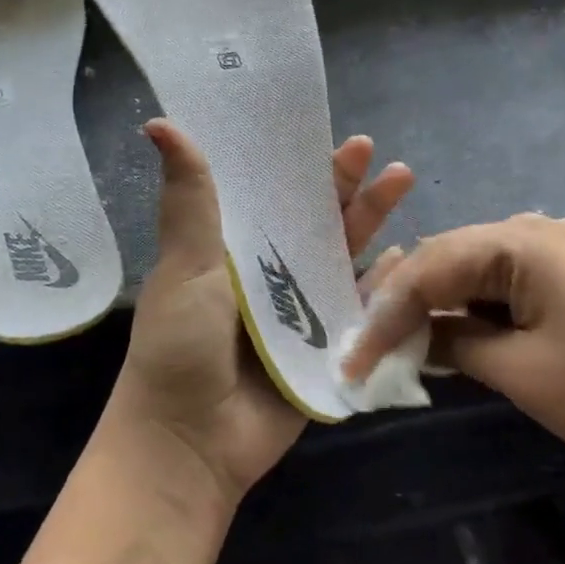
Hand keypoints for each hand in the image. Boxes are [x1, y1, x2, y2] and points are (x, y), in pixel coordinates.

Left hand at [104, 120, 413, 506]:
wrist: (192, 440)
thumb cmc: (181, 344)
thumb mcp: (185, 264)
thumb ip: (190, 198)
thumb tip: (159, 123)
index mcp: (232, 251)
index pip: (271, 196)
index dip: (298, 167)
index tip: (324, 135)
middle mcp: (268, 276)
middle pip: (314, 223)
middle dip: (345, 189)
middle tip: (375, 155)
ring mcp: (299, 313)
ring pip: (342, 260)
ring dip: (371, 225)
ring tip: (401, 184)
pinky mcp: (324, 349)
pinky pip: (359, 311)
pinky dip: (383, 286)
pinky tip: (405, 258)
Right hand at [342, 213, 564, 478]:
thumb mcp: (518, 370)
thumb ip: (452, 343)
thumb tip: (412, 339)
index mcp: (523, 240)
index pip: (430, 266)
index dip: (385, 311)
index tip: (355, 357)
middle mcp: (539, 231)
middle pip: (450, 258)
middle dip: (406, 301)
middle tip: (369, 343)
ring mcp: (563, 253)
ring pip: (476, 271)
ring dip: (440, 305)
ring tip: (401, 341)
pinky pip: (507, 285)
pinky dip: (476, 310)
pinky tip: (454, 335)